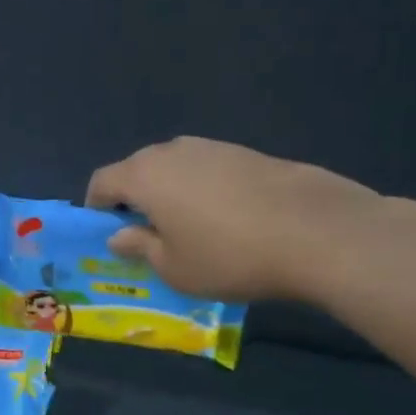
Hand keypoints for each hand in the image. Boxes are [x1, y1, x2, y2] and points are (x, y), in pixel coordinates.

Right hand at [85, 138, 379, 301]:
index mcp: (143, 176)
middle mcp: (172, 151)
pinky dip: (204, 188)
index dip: (97, 206)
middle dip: (134, 197)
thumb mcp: (174, 267)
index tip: (107, 231)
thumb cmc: (229, 256)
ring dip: (170, 191)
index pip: (102, 181)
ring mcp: (213, 147)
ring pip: (175, 166)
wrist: (318, 232)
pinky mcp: (248, 152)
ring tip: (190, 226)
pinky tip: (228, 217)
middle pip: (137, 169)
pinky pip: (208, 168)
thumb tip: (119, 235)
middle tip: (147, 232)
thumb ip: (140, 247)